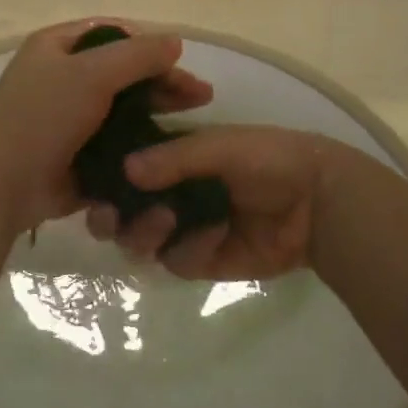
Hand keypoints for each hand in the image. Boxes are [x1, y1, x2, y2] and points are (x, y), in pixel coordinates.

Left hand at [0, 20, 212, 237]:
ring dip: (156, 114)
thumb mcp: (91, 74)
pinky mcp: (76, 154)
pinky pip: (115, 142)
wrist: (2, 185)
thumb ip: (136, 55)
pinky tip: (170, 152)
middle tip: (203, 97)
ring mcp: (68, 118)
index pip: (112, 35)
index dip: (148, 44)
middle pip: (122, 73)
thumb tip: (175, 41)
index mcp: (56, 47)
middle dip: (162, 82)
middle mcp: (61, 77)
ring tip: (193, 124)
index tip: (181, 62)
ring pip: (122, 109)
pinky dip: (140, 144)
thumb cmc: (42, 117)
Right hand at [88, 125, 328, 279]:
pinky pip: (177, 262)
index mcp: (165, 159)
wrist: (317, 200)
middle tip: (110, 215)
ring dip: (145, 232)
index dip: (101, 181)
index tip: (89, 187)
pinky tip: (216, 233)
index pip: (118, 171)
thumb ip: (173, 158)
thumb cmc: (267, 157)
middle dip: (110, 217)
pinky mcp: (202, 260)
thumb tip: (125, 170)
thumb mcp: (220, 146)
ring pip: (140, 242)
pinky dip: (191, 249)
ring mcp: (182, 230)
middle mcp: (165, 195)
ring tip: (168, 219)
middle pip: (119, 214)